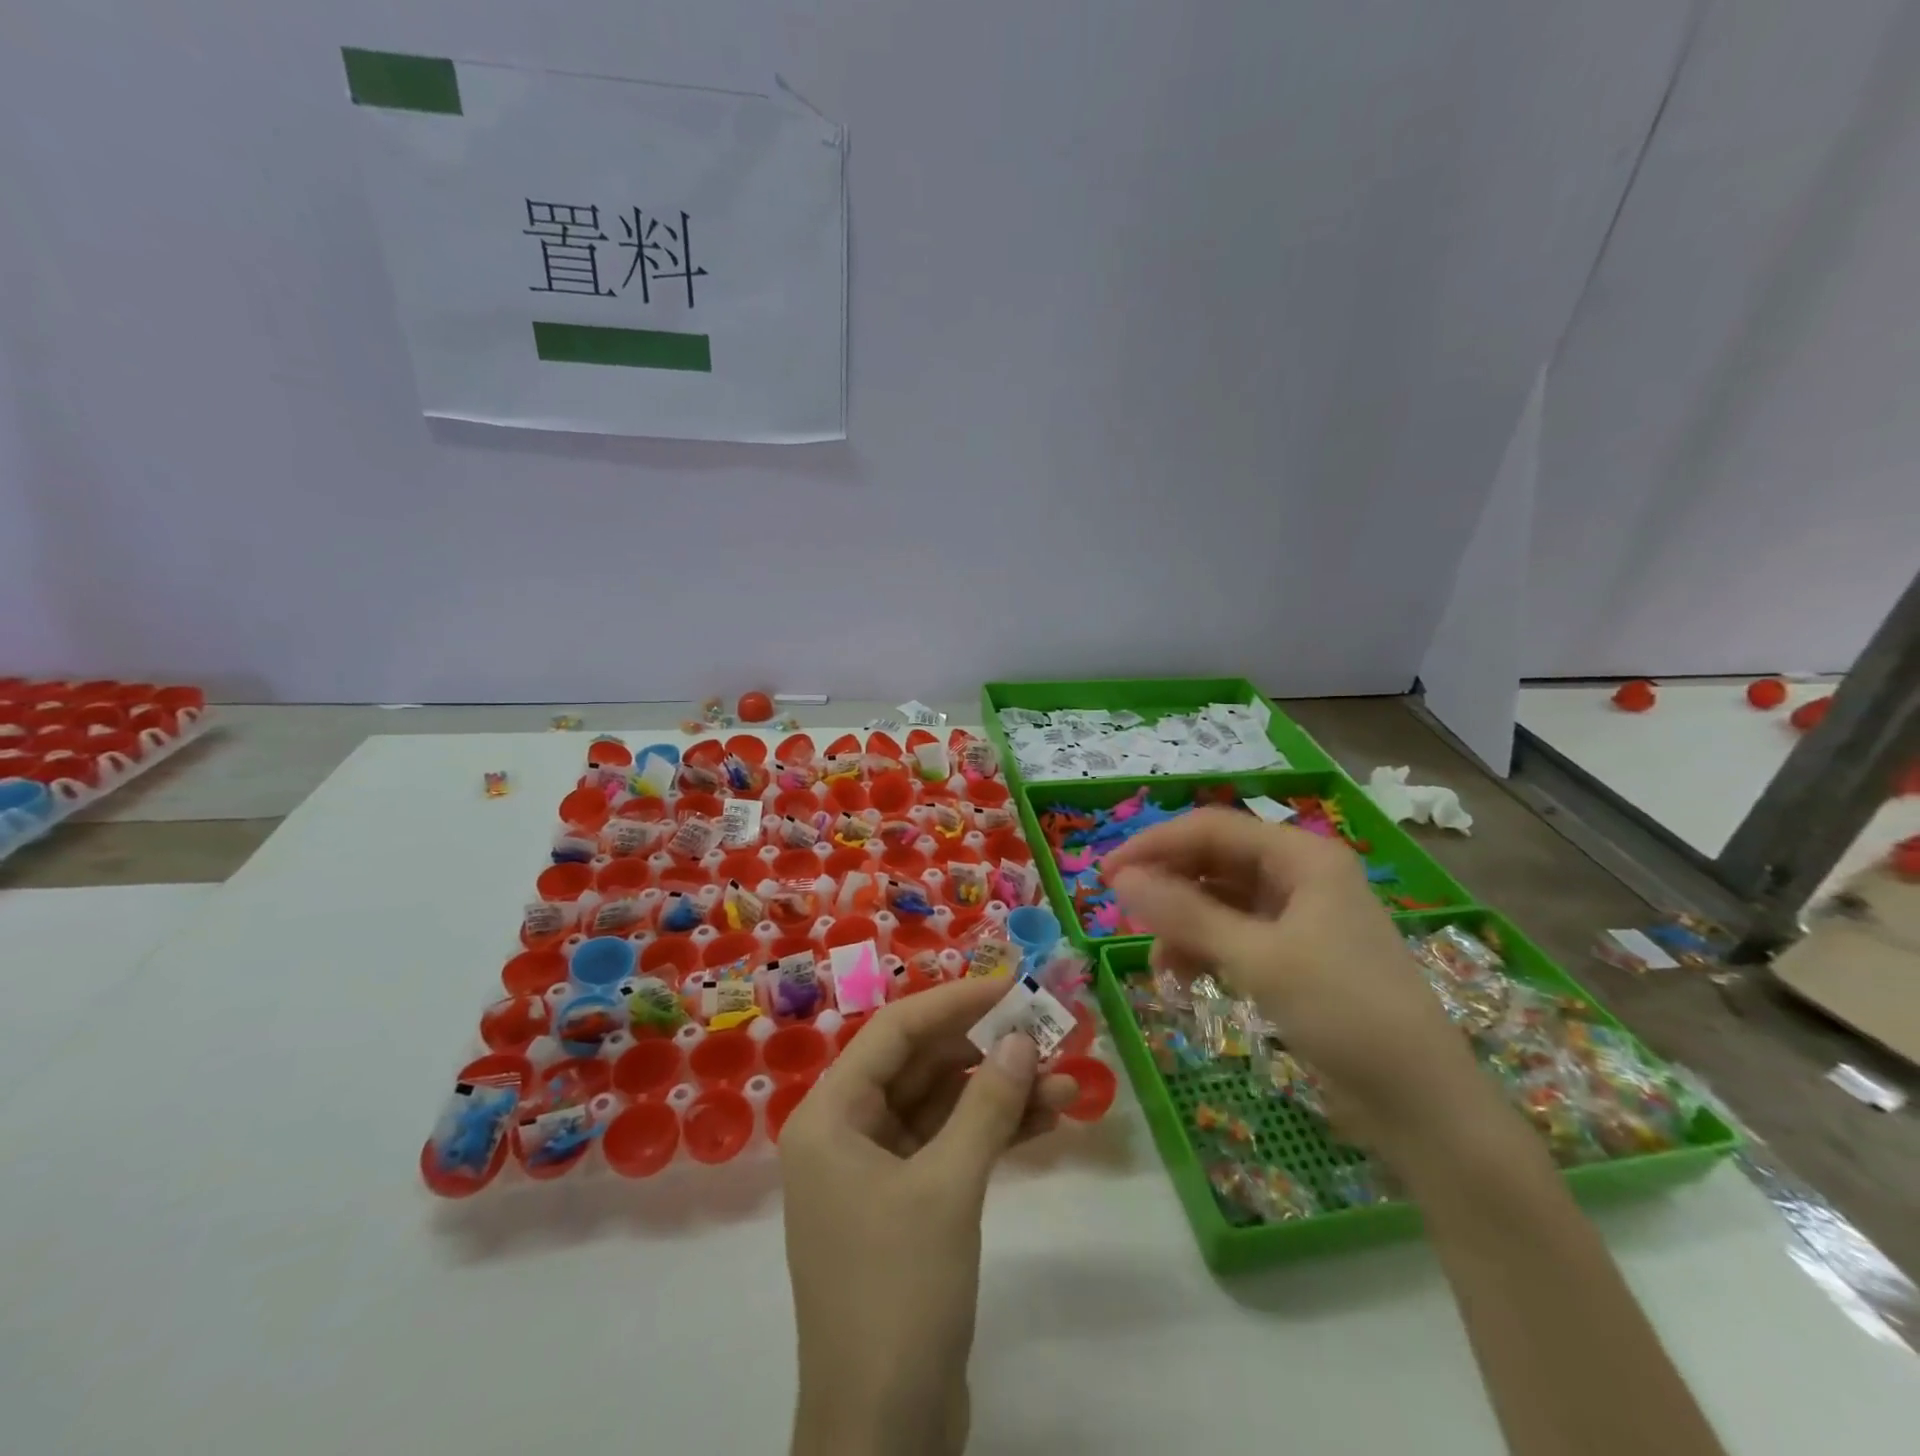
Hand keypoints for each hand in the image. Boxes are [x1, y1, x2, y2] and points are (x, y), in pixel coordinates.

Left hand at [781, 977, 1075, 1455]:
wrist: (883, 1435)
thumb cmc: (898, 1292)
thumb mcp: (948, 1187)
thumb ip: (986, 1106)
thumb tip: (1021, 1038)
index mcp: (830, 1116)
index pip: (894, 1031)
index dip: (954, 1003)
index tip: (1009, 986)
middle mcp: (845, 1133)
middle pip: (919, 1066)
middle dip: (984, 1051)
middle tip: (1045, 1034)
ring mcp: (874, 1171)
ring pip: (940, 1107)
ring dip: (997, 1093)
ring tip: (1062, 1081)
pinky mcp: (903, 1206)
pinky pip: (948, 1146)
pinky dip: (991, 1132)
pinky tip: (1043, 1120)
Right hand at [1104, 807, 1494, 1163]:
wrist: (1421, 1104)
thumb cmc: (1344, 1012)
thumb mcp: (1257, 959)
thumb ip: (1185, 915)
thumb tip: (1121, 880)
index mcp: (1302, 857)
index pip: (1212, 828)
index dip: (1154, 845)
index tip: (1106, 875)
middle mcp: (1300, 875)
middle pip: (1215, 861)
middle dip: (1168, 886)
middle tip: (1123, 913)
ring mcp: (1299, 916)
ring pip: (1220, 900)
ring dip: (1183, 925)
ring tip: (1160, 964)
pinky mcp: (1295, 954)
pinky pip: (1234, 934)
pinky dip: (1205, 950)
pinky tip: (1186, 979)